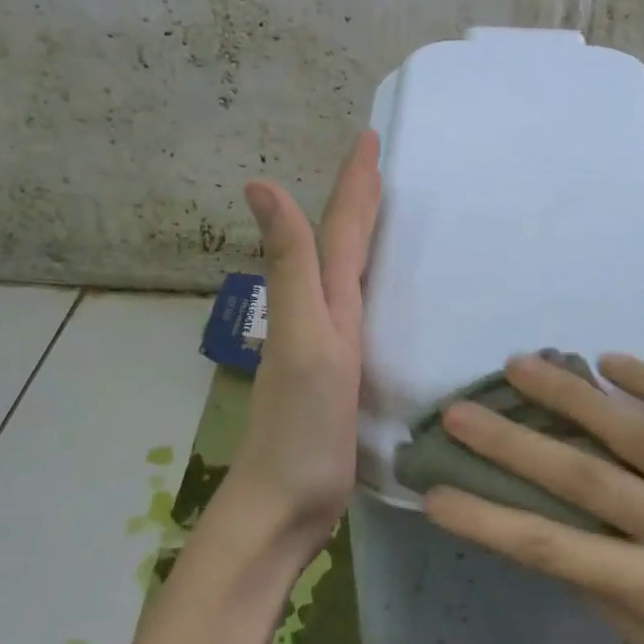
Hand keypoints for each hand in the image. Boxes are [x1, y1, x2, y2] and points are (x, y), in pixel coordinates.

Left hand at [226, 131, 381, 552]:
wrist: (285, 505)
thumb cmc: (299, 428)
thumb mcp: (304, 340)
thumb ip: (291, 267)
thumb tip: (259, 184)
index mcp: (318, 303)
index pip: (337, 230)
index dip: (353, 184)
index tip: (370, 138)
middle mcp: (320, 316)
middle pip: (339, 245)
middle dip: (357, 200)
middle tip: (381, 164)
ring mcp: (329, 348)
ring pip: (347, 276)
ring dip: (361, 238)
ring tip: (383, 210)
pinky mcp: (342, 377)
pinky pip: (359, 313)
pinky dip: (368, 287)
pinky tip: (378, 291)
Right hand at [423, 352, 643, 643]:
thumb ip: (604, 592)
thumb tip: (549, 533)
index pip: (554, 552)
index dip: (489, 521)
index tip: (436, 493)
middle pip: (585, 479)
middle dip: (512, 442)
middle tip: (460, 408)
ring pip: (637, 435)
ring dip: (572, 397)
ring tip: (522, 365)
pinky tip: (610, 360)